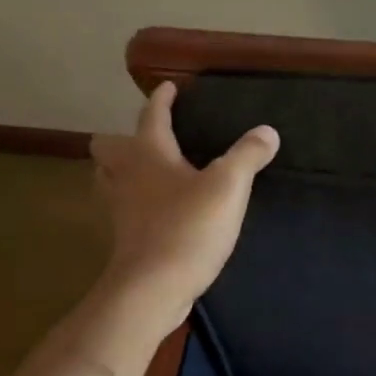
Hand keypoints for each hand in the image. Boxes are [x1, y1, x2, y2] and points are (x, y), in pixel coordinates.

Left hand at [90, 82, 279, 326]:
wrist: (152, 289)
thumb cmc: (188, 228)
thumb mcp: (228, 186)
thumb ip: (248, 155)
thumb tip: (267, 131)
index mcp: (148, 155)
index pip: (151, 116)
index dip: (161, 100)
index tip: (168, 87)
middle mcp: (127, 177)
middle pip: (108, 149)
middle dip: (123, 139)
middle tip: (150, 140)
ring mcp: (121, 211)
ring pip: (109, 180)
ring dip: (122, 172)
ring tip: (148, 173)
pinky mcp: (125, 240)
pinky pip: (123, 210)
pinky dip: (134, 204)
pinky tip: (158, 211)